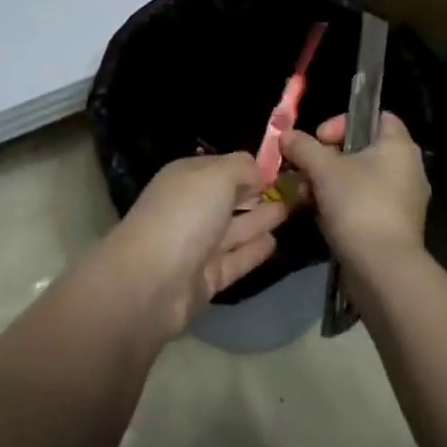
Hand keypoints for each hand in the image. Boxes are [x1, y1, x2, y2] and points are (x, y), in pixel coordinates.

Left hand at [107, 152, 287, 336]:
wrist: (152, 281)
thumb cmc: (185, 215)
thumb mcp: (216, 176)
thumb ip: (241, 167)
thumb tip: (259, 168)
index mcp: (186, 178)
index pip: (222, 166)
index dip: (250, 166)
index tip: (282, 166)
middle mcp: (190, 208)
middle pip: (229, 197)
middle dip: (257, 192)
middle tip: (295, 189)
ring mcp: (197, 245)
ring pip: (234, 228)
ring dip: (260, 219)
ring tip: (291, 210)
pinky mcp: (205, 278)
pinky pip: (235, 259)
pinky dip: (253, 251)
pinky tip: (275, 242)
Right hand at [281, 112, 428, 270]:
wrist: (383, 269)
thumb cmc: (358, 204)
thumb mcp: (322, 168)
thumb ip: (303, 146)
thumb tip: (286, 135)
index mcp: (399, 147)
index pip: (377, 116)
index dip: (344, 121)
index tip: (320, 139)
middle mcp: (407, 169)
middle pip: (361, 150)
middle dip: (327, 158)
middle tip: (305, 169)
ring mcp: (403, 201)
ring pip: (359, 179)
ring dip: (328, 183)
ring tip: (305, 196)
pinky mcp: (395, 227)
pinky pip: (364, 204)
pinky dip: (341, 205)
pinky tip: (319, 216)